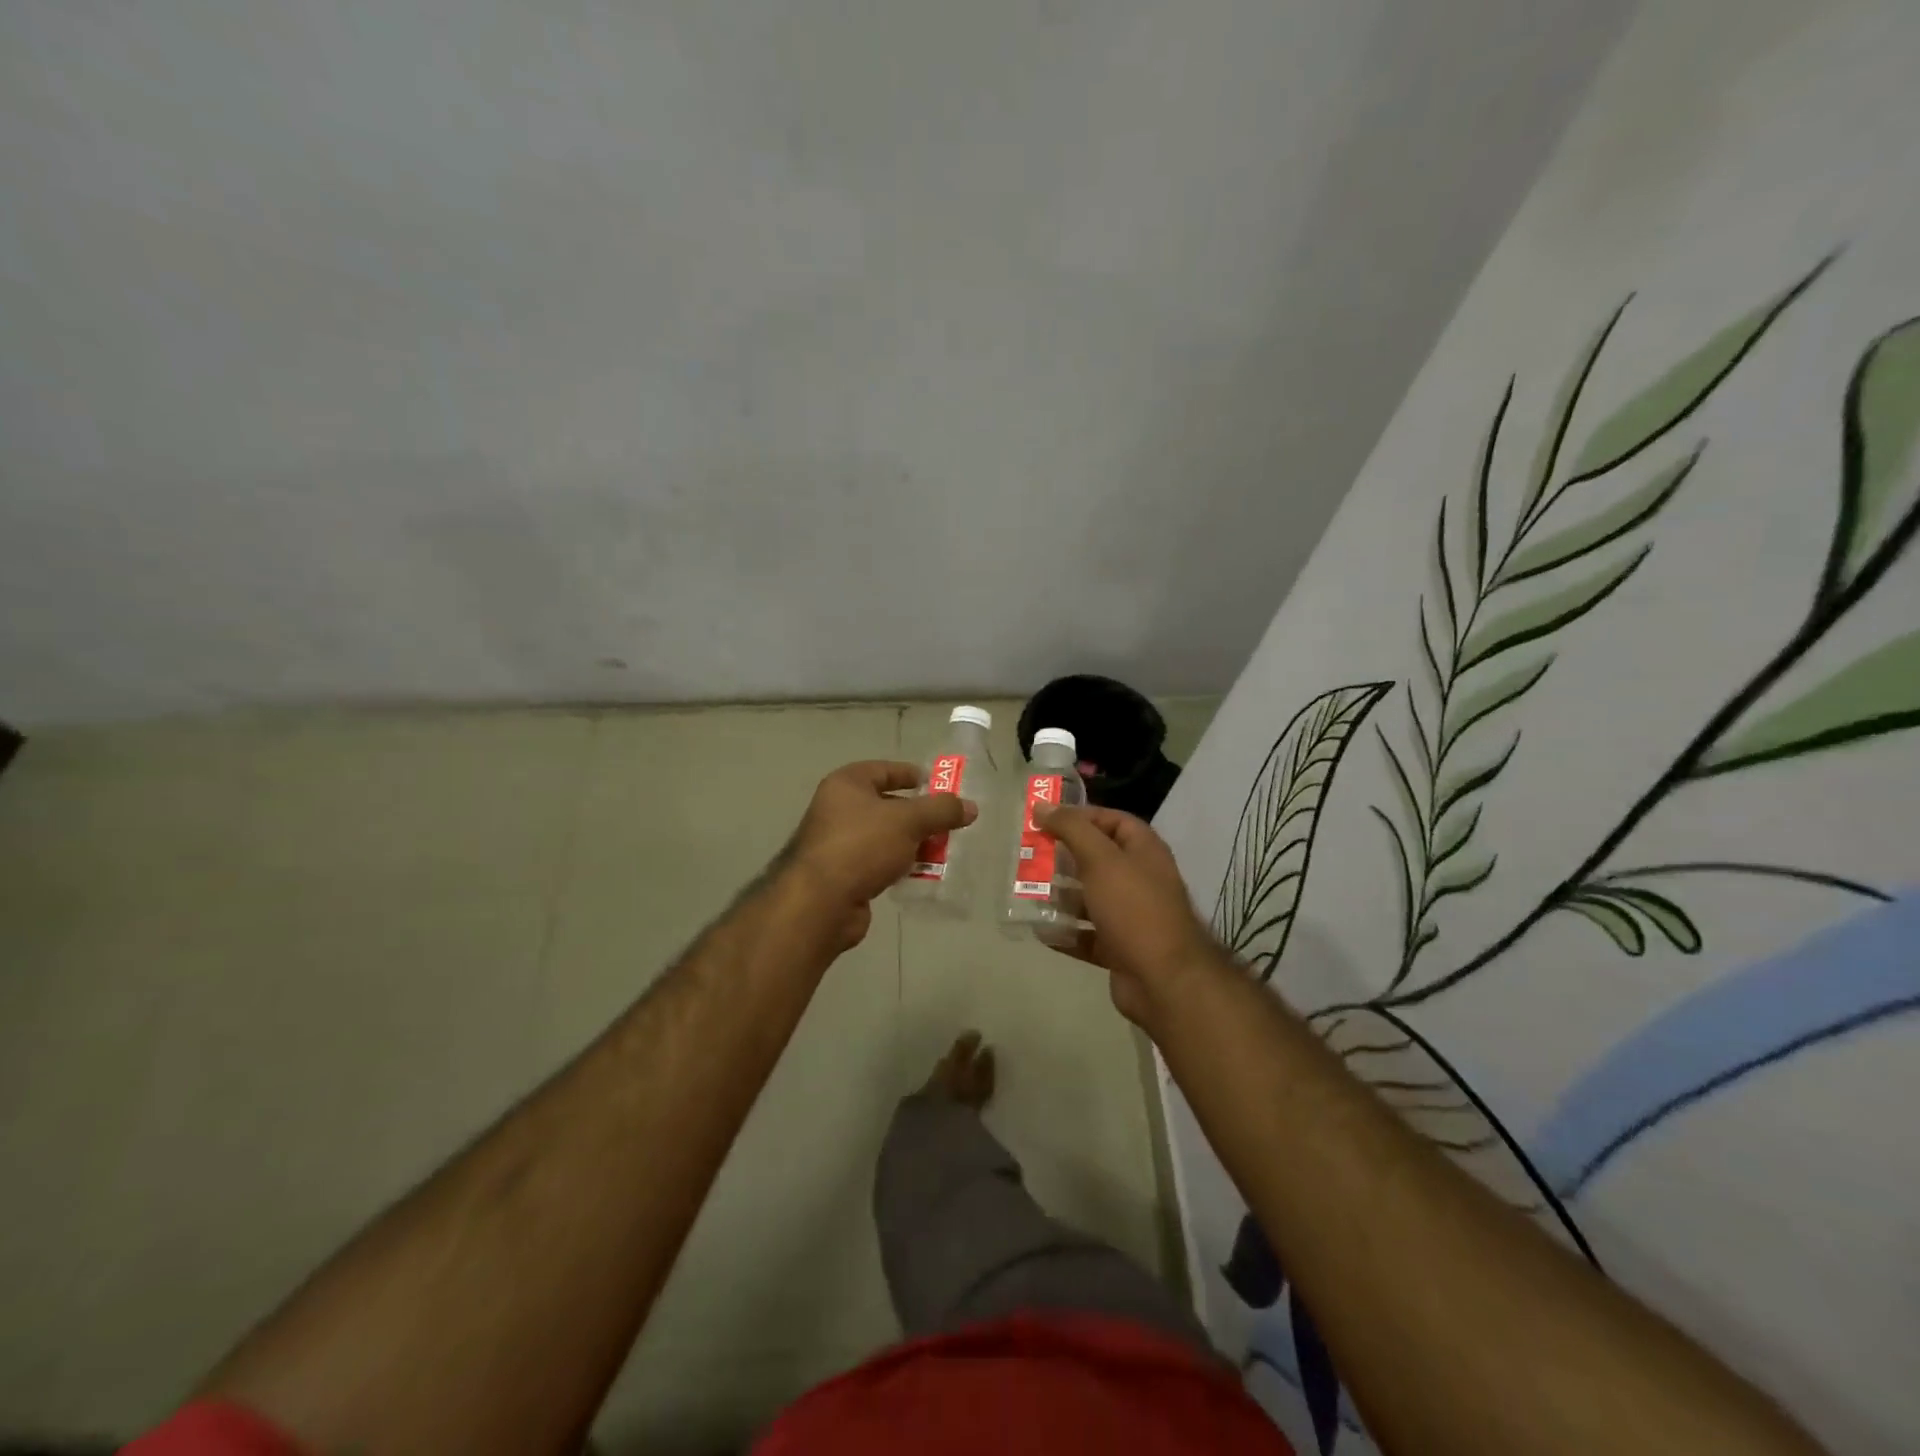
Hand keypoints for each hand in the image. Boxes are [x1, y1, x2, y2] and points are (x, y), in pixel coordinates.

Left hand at [786, 760, 976, 947]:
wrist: (821, 902)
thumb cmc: (862, 845)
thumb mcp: (909, 821)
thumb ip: (941, 811)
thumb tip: (970, 807)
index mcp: (846, 784)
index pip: (884, 769)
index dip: (912, 775)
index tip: (940, 786)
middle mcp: (837, 809)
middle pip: (886, 805)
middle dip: (919, 815)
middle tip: (948, 822)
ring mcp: (838, 843)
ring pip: (885, 836)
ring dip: (912, 843)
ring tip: (943, 850)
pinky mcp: (843, 875)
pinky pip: (878, 862)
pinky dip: (899, 865)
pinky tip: (920, 874)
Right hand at [1037, 805, 1217, 1026]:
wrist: (1164, 980)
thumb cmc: (1134, 908)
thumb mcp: (1101, 860)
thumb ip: (1072, 829)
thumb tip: (1043, 805)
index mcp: (1144, 851)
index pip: (1113, 820)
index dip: (1081, 816)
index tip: (1046, 819)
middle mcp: (1140, 879)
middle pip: (1097, 859)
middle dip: (1063, 857)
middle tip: (1029, 855)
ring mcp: (1131, 917)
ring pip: (1090, 898)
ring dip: (1060, 896)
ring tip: (1027, 891)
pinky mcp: (1119, 948)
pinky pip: (1086, 935)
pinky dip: (1065, 932)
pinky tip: (1039, 930)